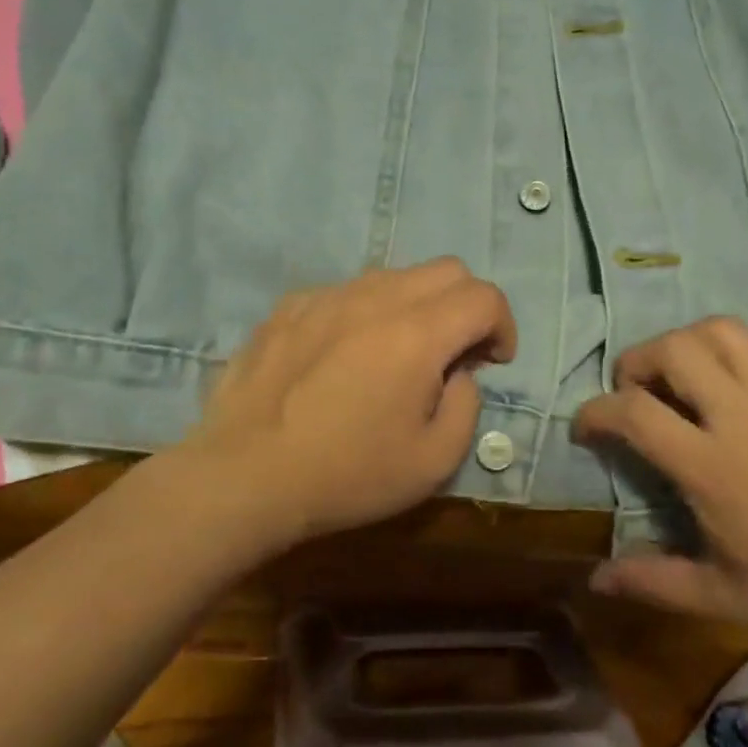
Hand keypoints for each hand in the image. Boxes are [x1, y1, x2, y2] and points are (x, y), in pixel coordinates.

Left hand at [181, 260, 516, 547]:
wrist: (244, 476)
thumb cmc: (347, 475)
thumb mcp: (433, 462)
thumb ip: (465, 406)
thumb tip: (458, 373)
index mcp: (417, 334)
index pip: (484, 297)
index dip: (503, 326)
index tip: (493, 362)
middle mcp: (375, 298)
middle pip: (446, 270)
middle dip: (467, 306)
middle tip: (455, 354)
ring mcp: (327, 296)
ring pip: (394, 276)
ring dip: (416, 306)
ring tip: (397, 354)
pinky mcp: (290, 306)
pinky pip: (346, 292)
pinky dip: (365, 313)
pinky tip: (344, 356)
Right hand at [572, 317, 747, 660]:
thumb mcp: (729, 600)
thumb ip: (656, 582)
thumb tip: (596, 579)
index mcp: (714, 467)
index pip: (635, 412)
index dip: (595, 412)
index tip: (584, 428)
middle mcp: (742, 416)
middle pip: (673, 350)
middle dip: (635, 362)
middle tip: (631, 395)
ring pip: (719, 331)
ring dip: (682, 343)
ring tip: (675, 378)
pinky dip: (726, 347)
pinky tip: (726, 382)